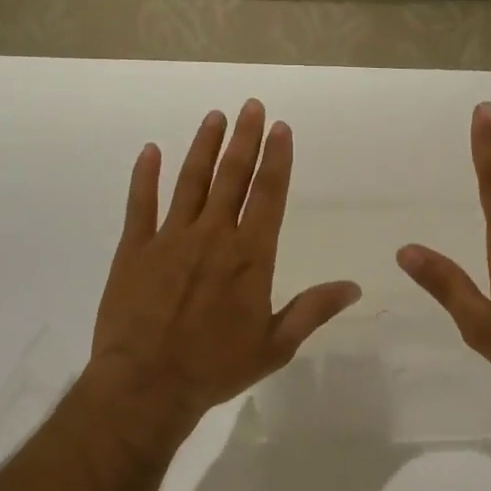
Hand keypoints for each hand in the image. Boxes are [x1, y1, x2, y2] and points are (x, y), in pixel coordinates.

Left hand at [88, 99, 361, 428]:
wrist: (147, 385)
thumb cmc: (216, 367)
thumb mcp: (275, 344)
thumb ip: (313, 309)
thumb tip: (354, 287)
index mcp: (251, 255)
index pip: (269, 194)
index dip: (277, 159)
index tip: (280, 128)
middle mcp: (213, 235)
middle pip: (232, 176)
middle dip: (244, 138)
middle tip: (250, 105)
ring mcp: (171, 238)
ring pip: (190, 180)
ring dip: (204, 146)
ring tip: (215, 116)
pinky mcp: (135, 249)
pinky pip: (141, 203)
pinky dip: (145, 175)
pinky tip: (150, 150)